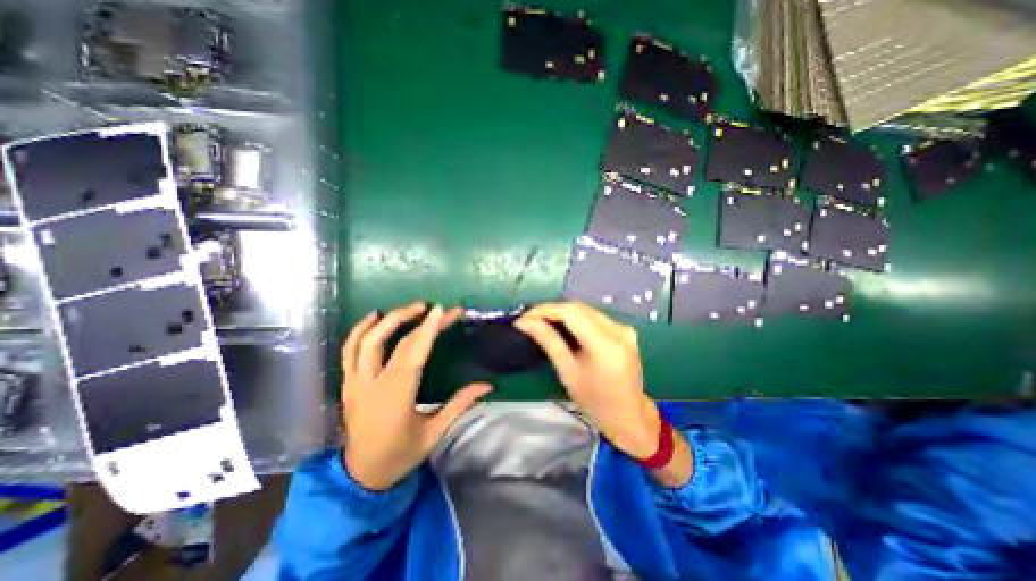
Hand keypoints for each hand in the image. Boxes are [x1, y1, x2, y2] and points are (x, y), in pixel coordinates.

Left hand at [340, 305, 492, 490]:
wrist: (362, 476)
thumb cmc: (401, 454)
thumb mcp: (435, 432)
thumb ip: (460, 404)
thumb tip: (488, 385)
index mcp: (395, 397)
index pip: (413, 354)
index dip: (428, 329)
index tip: (441, 310)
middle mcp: (371, 385)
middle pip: (387, 341)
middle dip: (409, 318)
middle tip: (429, 307)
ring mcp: (354, 383)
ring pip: (363, 341)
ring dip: (385, 320)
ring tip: (407, 309)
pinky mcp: (347, 383)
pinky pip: (348, 350)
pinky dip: (360, 329)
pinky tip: (374, 317)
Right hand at [514, 301, 658, 460]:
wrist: (629, 418)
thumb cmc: (595, 402)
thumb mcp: (568, 373)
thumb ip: (549, 342)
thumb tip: (526, 322)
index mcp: (606, 344)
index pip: (571, 313)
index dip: (546, 310)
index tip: (525, 317)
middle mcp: (618, 330)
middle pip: (579, 308)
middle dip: (552, 310)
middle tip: (530, 319)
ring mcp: (624, 329)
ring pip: (586, 310)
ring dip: (563, 313)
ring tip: (542, 321)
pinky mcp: (625, 331)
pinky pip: (595, 317)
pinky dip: (576, 318)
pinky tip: (562, 326)